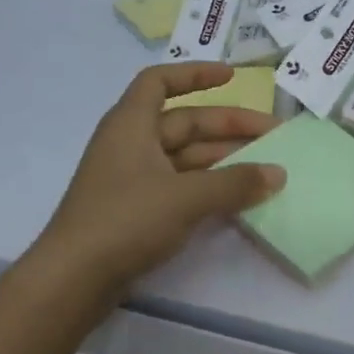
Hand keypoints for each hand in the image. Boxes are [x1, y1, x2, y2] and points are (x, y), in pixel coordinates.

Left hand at [32, 64, 284, 304]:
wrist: (74, 280)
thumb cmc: (126, 220)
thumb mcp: (186, 197)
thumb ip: (235, 183)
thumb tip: (279, 173)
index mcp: (131, 125)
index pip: (160, 82)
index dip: (195, 74)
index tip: (232, 78)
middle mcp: (131, 144)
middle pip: (184, 122)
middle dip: (228, 126)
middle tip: (273, 135)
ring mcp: (133, 179)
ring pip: (186, 157)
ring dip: (224, 159)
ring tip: (265, 168)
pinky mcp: (137, 210)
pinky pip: (181, 185)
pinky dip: (209, 186)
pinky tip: (238, 197)